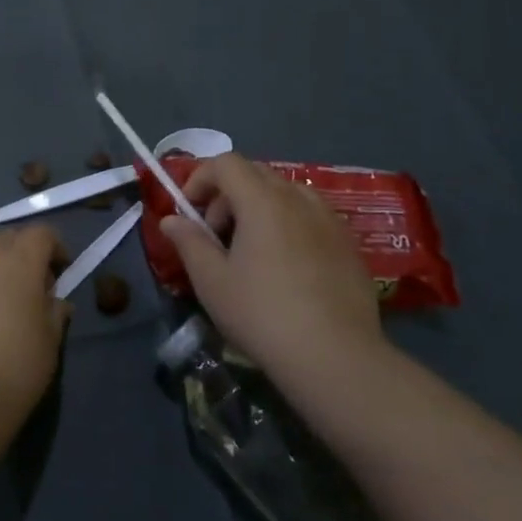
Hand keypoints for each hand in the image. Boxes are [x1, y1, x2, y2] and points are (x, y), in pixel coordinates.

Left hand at [0, 227, 70, 417]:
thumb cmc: (14, 367)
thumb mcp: (49, 343)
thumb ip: (54, 313)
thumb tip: (55, 302)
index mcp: (20, 260)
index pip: (41, 234)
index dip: (54, 247)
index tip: (60, 271)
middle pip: (7, 237)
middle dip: (22, 253)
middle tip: (29, 286)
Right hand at [159, 153, 384, 379]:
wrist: (336, 357)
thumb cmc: (262, 314)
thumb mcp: (212, 281)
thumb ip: (189, 242)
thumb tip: (171, 220)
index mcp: (263, 201)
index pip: (226, 163)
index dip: (200, 178)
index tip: (189, 211)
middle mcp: (299, 199)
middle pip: (256, 174)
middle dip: (228, 194)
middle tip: (216, 234)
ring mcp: (330, 221)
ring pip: (287, 193)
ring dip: (260, 208)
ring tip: (251, 250)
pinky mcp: (349, 245)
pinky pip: (311, 217)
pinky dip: (288, 225)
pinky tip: (286, 268)